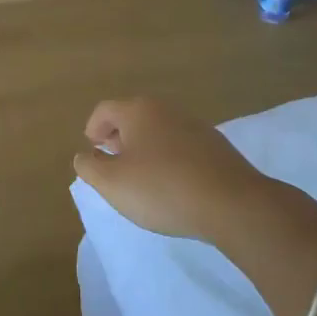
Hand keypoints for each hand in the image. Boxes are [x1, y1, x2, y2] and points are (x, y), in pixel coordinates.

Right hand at [73, 97, 281, 245]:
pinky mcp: (217, 147)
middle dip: (118, 137)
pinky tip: (172, 185)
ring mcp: (195, 126)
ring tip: (142, 177)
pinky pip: (181, 146)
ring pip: (159, 131)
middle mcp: (166, 110)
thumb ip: (89, 167)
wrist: (233, 205)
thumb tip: (83, 155)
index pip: (104, 110)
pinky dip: (169, 159)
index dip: (92, 128)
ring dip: (145, 148)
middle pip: (133, 117)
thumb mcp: (112, 183)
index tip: (92, 151)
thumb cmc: (162, 189)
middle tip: (113, 163)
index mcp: (138, 111)